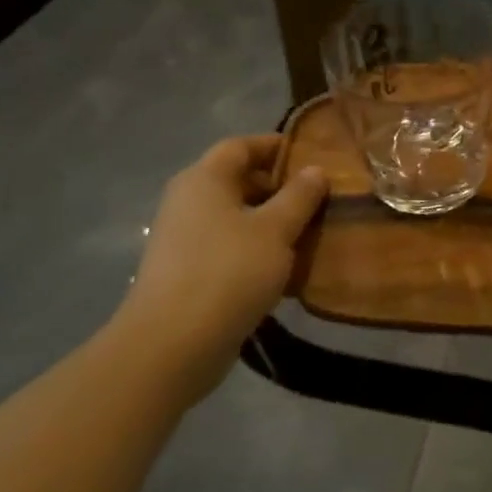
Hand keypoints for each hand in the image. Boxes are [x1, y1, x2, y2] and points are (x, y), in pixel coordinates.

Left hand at [117, 135, 327, 367]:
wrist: (172, 344)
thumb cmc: (228, 272)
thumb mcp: (275, 229)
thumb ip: (299, 196)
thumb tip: (315, 170)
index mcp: (204, 179)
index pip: (241, 146)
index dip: (275, 146)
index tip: (312, 156)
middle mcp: (188, 201)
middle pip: (237, 180)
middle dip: (279, 186)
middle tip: (318, 198)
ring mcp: (184, 239)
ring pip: (235, 217)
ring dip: (271, 222)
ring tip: (310, 233)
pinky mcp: (187, 273)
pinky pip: (229, 248)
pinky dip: (256, 250)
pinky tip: (286, 268)